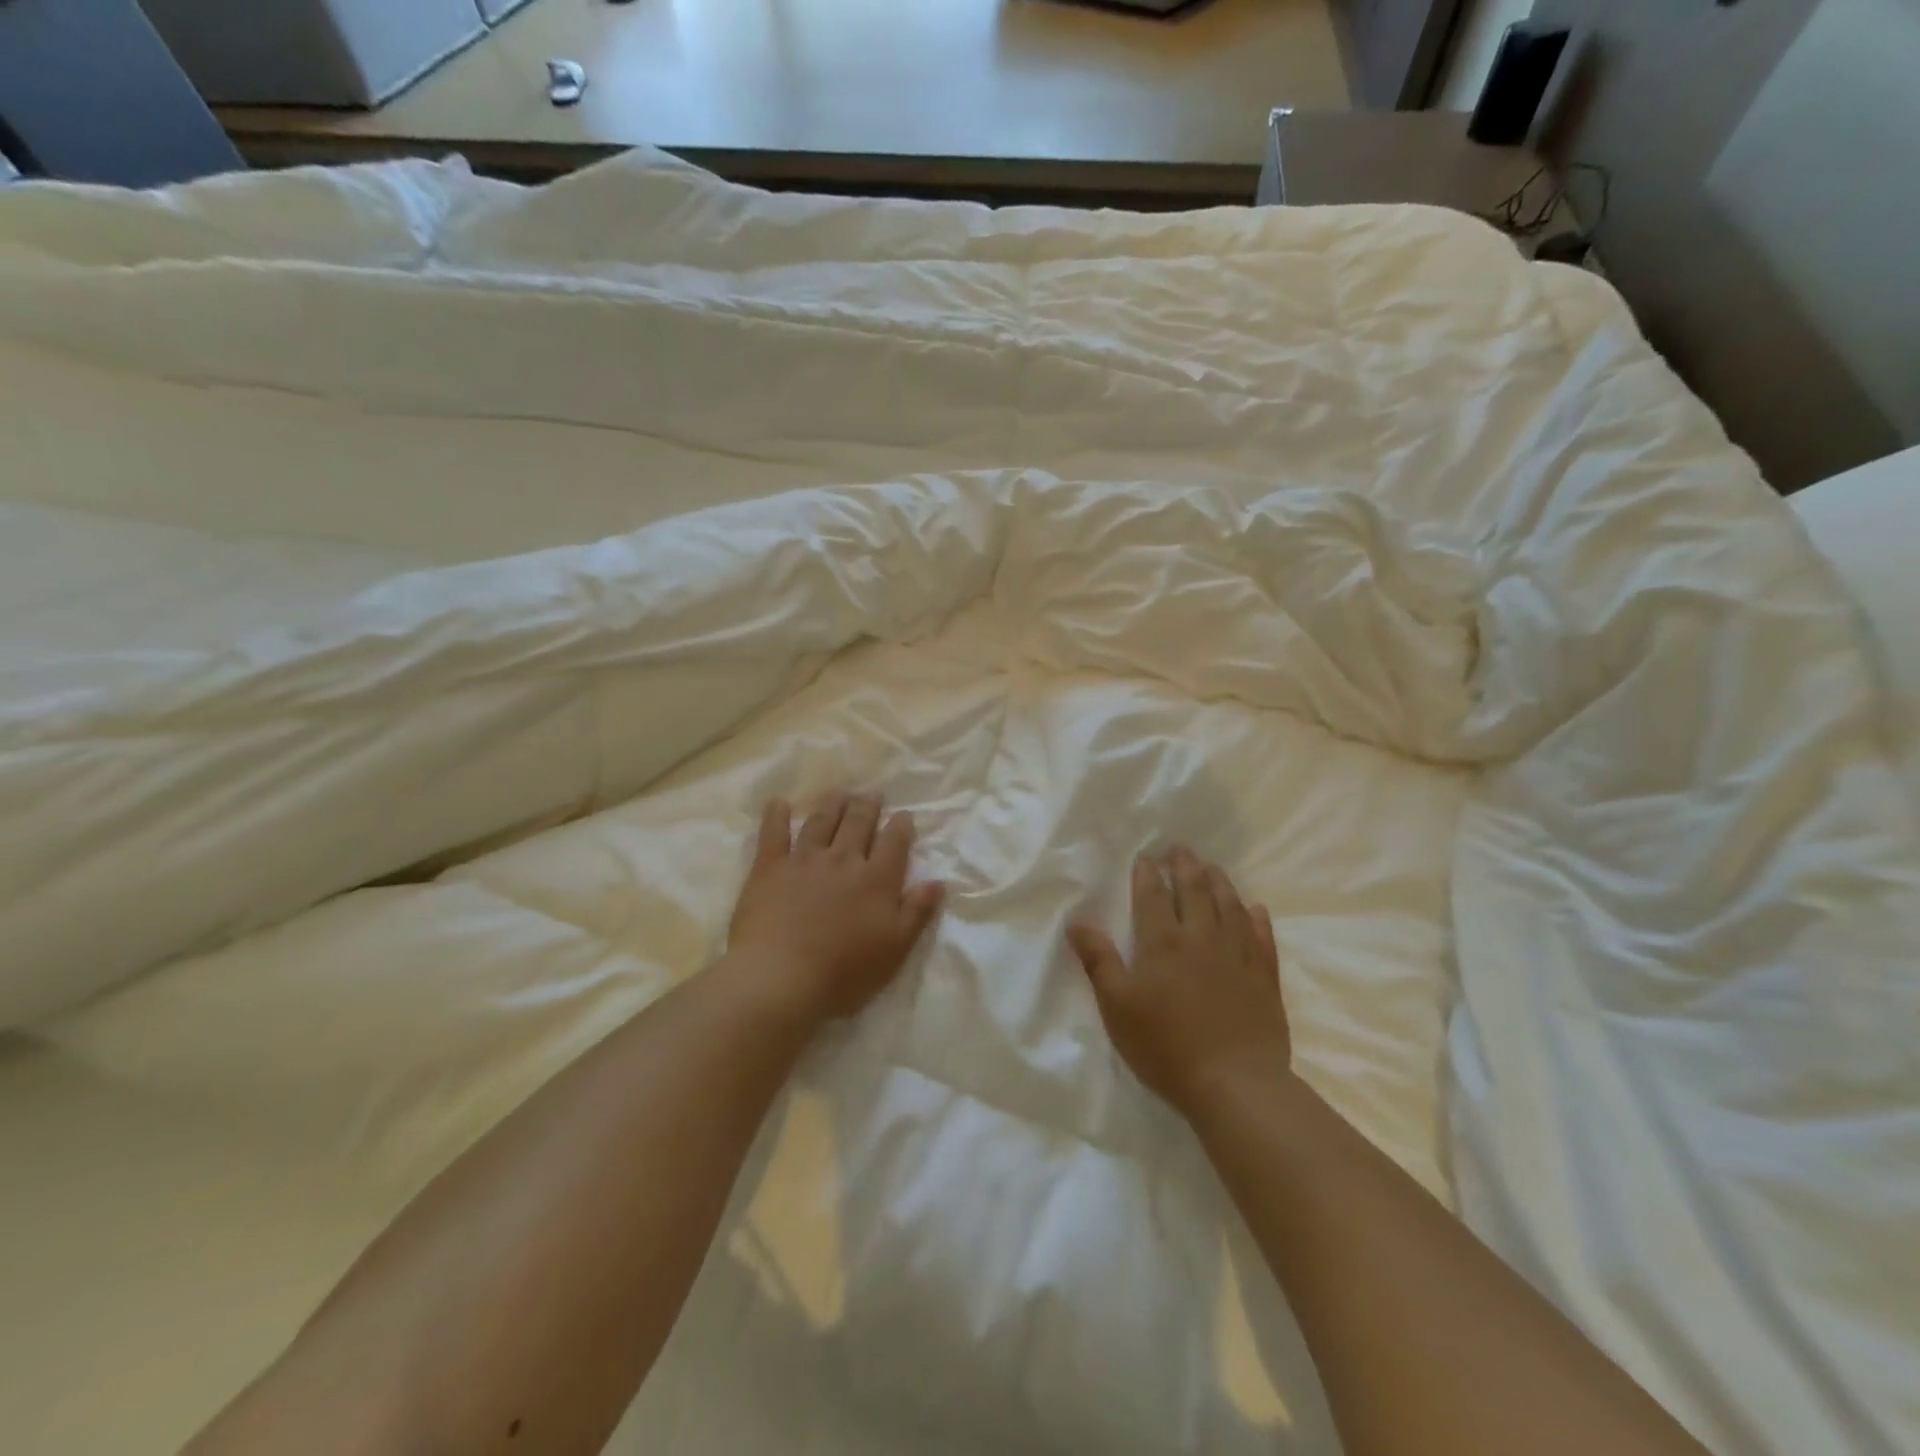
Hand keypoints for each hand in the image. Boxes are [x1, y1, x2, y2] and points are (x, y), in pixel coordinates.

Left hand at [726, 794, 944, 1023]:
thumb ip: (917, 912)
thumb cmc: (844, 973)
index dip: (900, 826)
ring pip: (821, 822)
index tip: (903, 815)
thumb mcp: (895, 949)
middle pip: (858, 823)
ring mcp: (804, 859)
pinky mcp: (769, 867)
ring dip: (832, 805)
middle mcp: (843, 859)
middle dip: (867, 806)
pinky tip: (778, 803)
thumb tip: (938, 882)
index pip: (894, 842)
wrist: (780, 978)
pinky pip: (773, 833)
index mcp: (876, 879)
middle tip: (871, 795)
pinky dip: (776, 815)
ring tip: (838, 794)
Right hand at [1067, 847, 1289, 1116]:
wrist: (1235, 1084)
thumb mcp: (1117, 1006)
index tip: (1145, 858)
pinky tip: (1254, 908)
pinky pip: (1262, 936)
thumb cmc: (1166, 1046)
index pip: (1153, 896)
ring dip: (1219, 882)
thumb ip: (1099, 960)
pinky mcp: (1264, 977)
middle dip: (1185, 866)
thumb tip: (1078, 920)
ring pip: (1229, 906)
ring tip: (1212, 867)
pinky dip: (1256, 918)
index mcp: (1162, 942)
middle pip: (1194, 891)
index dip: (1148, 874)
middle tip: (1180, 849)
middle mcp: (1202, 937)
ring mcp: (1238, 954)